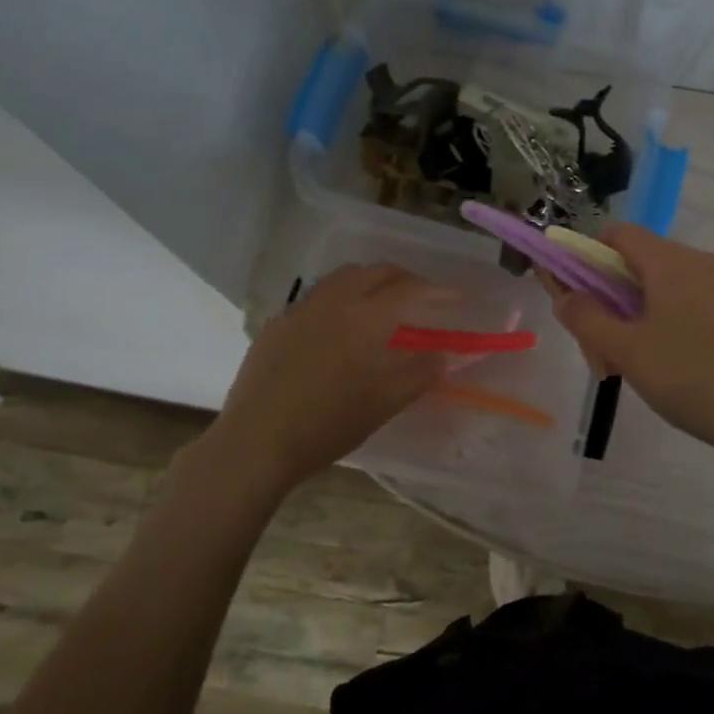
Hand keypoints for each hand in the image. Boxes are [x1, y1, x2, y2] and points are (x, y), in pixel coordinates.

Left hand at [210, 264, 446, 487]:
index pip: (409, 289)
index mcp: (365, 318)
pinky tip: (338, 329)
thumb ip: (420, 373)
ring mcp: (300, 309)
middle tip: (421, 299)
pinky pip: (316, 298)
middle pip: (376, 272)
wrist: (257, 441)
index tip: (456, 297)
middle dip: (404, 280)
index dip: (437, 290)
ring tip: (381, 306)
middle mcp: (333, 301)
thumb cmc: (328, 424)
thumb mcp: (384, 403)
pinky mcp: (277, 324)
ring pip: (342, 278)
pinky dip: (339, 300)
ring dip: (369, 283)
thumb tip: (445, 355)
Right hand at [546, 226, 713, 460]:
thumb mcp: (626, 351)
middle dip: (609, 297)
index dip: (588, 255)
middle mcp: (701, 260)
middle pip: (639, 261)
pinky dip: (667, 318)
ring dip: (637, 313)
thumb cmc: (688, 378)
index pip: (618, 233)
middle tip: (601, 347)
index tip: (576, 295)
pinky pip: (691, 299)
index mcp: (671, 262)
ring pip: (665, 284)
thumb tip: (564, 296)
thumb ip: (586, 318)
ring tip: (632, 363)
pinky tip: (668, 362)